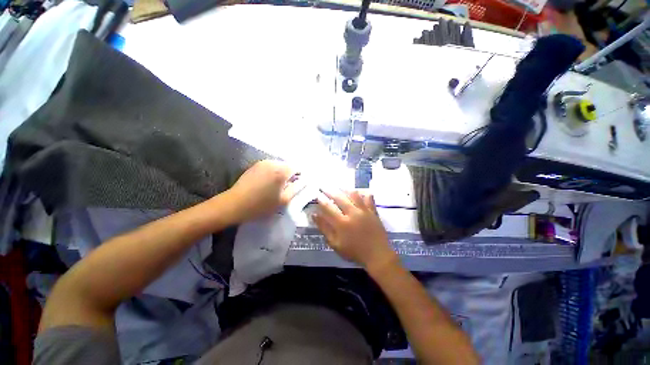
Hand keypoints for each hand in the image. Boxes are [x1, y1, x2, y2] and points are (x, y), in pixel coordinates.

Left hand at [226, 160, 298, 222]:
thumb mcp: (284, 200)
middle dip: (291, 174)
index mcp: (281, 171)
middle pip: (288, 165)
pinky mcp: (255, 165)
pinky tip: (268, 183)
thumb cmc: (261, 205)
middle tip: (289, 187)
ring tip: (278, 186)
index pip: (298, 167)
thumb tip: (304, 181)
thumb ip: (297, 188)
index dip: (301, 175)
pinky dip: (273, 173)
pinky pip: (270, 167)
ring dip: (282, 173)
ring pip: (279, 166)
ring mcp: (262, 163)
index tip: (299, 185)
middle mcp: (273, 163)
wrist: (234, 204)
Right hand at [313, 189, 397, 271]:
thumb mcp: (335, 244)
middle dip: (330, 191)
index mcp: (342, 223)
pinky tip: (358, 192)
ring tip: (339, 187)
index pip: (328, 207)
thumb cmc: (354, 251)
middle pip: (339, 197)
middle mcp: (352, 213)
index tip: (317, 195)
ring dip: (345, 189)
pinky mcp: (373, 210)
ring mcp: (364, 210)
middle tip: (324, 187)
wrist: (377, 255)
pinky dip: (362, 193)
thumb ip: (325, 229)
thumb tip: (314, 215)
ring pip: (353, 194)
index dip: (321, 200)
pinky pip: (368, 197)